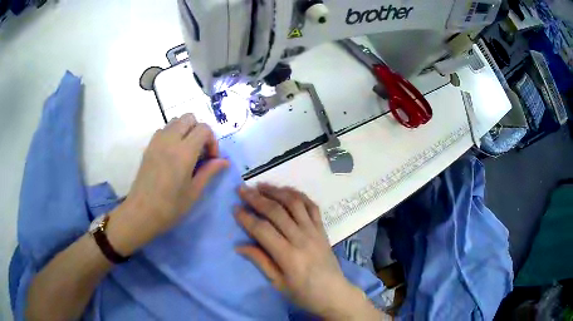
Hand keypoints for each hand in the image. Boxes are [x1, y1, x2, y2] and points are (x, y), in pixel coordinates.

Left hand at [107, 114, 228, 254]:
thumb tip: (224, 161)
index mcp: (184, 152)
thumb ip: (209, 171)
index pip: (204, 129)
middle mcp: (170, 140)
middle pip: (189, 118)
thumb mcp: (194, 191)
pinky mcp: (149, 146)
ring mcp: (157, 141)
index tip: (211, 159)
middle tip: (200, 152)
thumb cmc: (170, 206)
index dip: (212, 141)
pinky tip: (172, 154)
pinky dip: (172, 134)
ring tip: (186, 152)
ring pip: (175, 121)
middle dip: (199, 130)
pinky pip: (163, 130)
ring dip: (185, 130)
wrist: (141, 212)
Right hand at [235, 184, 371, 318]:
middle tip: (242, 190)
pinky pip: (312, 206)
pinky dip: (299, 195)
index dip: (246, 218)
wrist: (335, 294)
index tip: (234, 208)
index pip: (263, 230)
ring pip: (294, 203)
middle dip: (257, 198)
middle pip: (277, 212)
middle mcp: (302, 239)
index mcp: (288, 256)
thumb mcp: (279, 284)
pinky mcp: (323, 229)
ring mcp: (314, 231)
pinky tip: (287, 191)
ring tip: (262, 185)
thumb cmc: (304, 294)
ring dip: (277, 191)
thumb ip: (261, 262)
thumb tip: (239, 246)